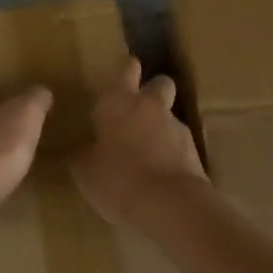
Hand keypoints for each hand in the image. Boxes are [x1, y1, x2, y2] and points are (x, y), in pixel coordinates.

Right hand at [70, 59, 208, 228]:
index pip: (126, 71)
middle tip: (140, 106)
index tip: (128, 68)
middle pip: (160, 84)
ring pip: (170, 117)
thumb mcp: (85, 170)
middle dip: (153, 90)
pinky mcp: (196, 154)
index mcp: (119, 101)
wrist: (170, 205)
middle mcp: (150, 107)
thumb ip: (81, 153)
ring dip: (161, 127)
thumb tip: (76, 150)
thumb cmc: (117, 177)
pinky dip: (172, 154)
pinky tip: (160, 174)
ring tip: (147, 151)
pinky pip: (180, 147)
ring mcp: (177, 129)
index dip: (127, 69)